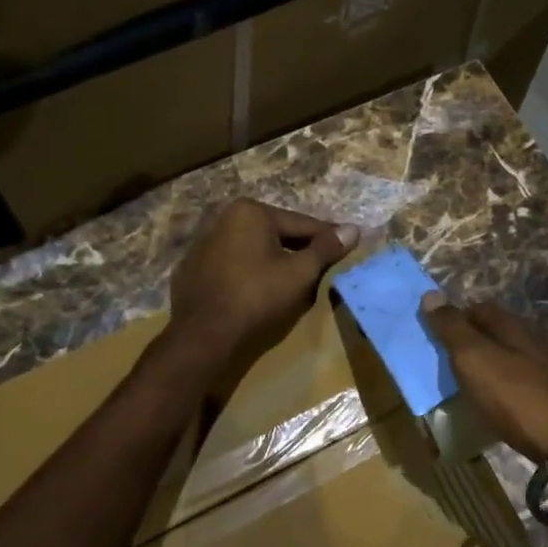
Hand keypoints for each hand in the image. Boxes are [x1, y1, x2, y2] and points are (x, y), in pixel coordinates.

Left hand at [169, 199, 357, 368]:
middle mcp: (224, 218)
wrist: (203, 335)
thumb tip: (354, 229)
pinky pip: (233, 264)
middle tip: (323, 267)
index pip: (302, 224)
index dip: (327, 238)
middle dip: (299, 249)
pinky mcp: (193, 268)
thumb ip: (326, 249)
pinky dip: (250, 272)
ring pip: (254, 248)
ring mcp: (204, 243)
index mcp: (250, 211)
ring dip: (274, 260)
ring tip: (294, 281)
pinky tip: (259, 291)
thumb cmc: (257, 297)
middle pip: (276, 233)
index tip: (348, 246)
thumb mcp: (299, 273)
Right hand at [419, 295, 547, 462]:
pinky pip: (526, 381)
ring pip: (513, 356)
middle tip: (450, 366)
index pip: (478, 308)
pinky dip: (509, 388)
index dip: (455, 319)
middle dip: (473, 343)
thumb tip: (430, 294)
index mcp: (513, 325)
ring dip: (492, 366)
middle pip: (497, 331)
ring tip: (472, 388)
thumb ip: (452, 329)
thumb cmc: (518, 397)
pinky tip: (504, 405)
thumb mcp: (475, 360)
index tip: (435, 339)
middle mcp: (536, 338)